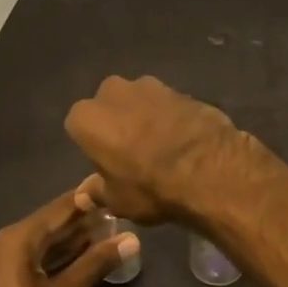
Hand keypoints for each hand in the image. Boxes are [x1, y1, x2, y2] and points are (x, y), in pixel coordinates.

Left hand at [0, 188, 137, 286]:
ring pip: (43, 242)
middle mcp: (5, 242)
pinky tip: (83, 257)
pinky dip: (58, 256)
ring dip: (73, 239)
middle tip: (119, 213)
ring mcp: (1, 262)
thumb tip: (132, 238)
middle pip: (50, 223)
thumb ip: (96, 263)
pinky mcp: (2, 280)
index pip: (59, 208)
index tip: (116, 188)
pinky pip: (35, 257)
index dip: (88, 199)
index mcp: (17, 239)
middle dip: (84, 220)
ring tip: (109, 232)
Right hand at [64, 75, 243, 224]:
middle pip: (108, 106)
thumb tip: (86, 194)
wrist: (208, 169)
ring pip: (139, 100)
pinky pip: (167, 104)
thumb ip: (98, 191)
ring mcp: (150, 85)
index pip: (79, 127)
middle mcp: (112, 92)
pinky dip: (171, 117)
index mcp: (87, 117)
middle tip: (132, 152)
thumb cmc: (149, 187)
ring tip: (162, 145)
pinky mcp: (181, 88)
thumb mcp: (117, 200)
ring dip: (145, 116)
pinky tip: (183, 138)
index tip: (108, 163)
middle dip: (117, 122)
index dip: (94, 145)